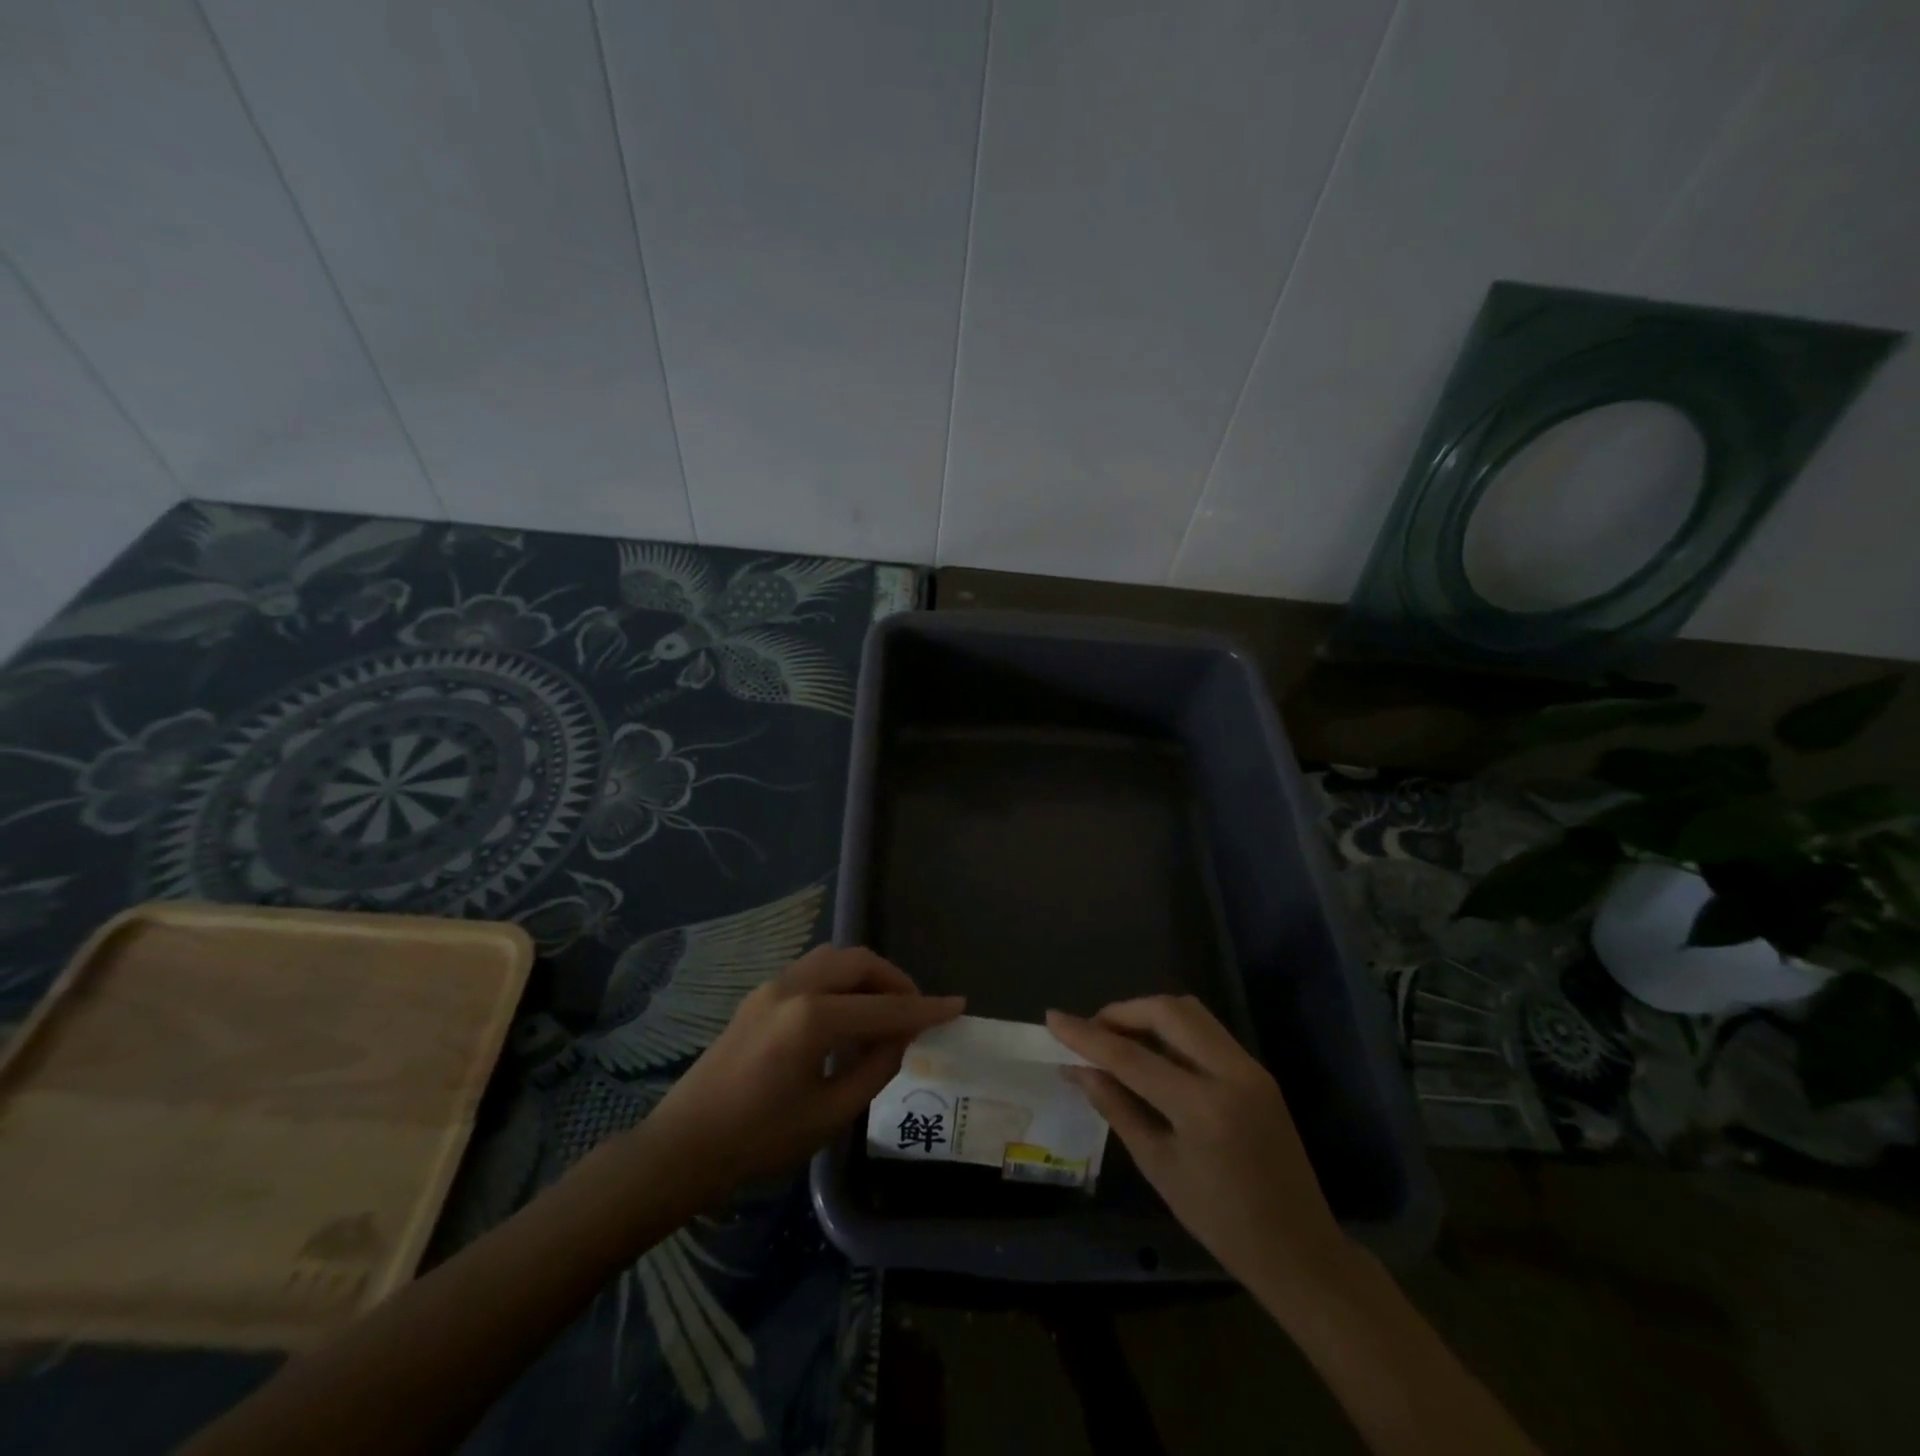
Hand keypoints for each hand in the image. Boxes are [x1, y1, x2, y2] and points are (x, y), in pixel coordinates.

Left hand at [640, 946, 963, 1201]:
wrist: (684, 1146)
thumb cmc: (758, 1140)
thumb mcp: (829, 1114)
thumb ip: (874, 1070)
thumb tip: (900, 1038)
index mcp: (812, 1018)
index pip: (883, 1007)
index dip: (924, 1008)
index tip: (957, 1005)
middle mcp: (793, 987)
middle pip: (859, 962)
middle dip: (894, 980)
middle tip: (915, 1011)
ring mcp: (772, 985)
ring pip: (834, 959)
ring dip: (866, 976)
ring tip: (883, 1011)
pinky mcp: (759, 994)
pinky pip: (813, 971)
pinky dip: (841, 982)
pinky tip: (845, 1017)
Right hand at [1046, 996, 1348, 1300]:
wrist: (1300, 1251)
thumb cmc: (1222, 1223)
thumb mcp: (1159, 1168)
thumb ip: (1117, 1109)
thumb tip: (1079, 1070)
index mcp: (1203, 1106)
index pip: (1131, 1055)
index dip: (1086, 1035)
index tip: (1052, 1018)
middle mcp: (1231, 1072)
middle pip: (1167, 1011)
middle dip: (1121, 1012)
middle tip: (1091, 1032)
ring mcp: (1249, 1067)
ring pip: (1190, 1012)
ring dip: (1148, 1014)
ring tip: (1117, 1037)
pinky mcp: (1257, 1071)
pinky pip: (1206, 1030)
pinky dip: (1172, 1029)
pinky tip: (1151, 1052)